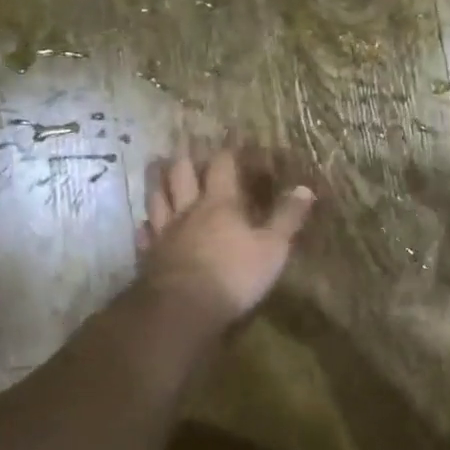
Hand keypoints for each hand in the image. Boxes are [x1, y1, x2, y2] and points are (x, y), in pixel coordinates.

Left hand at [137, 146, 315, 323]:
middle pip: (182, 175)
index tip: (231, 141)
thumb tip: (306, 189)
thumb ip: (287, 218)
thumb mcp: (273, 248)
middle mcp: (189, 210)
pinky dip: (145, 225)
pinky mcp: (149, 256)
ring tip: (156, 166)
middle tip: (184, 143)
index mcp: (220, 204)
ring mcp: (164, 233)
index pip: (222, 167)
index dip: (227, 152)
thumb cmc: (234, 275)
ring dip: (157, 180)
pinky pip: (145, 234)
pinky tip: (144, 223)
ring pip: (157, 198)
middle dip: (185, 158)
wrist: (183, 308)